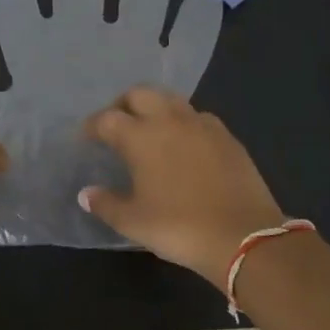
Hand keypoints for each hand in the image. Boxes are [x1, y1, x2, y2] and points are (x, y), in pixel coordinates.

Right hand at [81, 88, 288, 286]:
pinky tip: (184, 143)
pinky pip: (198, 117)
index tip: (86, 137)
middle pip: (140, 94)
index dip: (92, 126)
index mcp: (141, 137)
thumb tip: (86, 193)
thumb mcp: (133, 222)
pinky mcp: (227, 137)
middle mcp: (169, 120)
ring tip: (149, 130)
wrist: (244, 236)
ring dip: (154, 107)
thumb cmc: (179, 227)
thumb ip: (106, 204)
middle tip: (117, 124)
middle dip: (123, 104)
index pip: (107, 119)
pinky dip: (183, 122)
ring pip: (171, 99)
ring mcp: (202, 125)